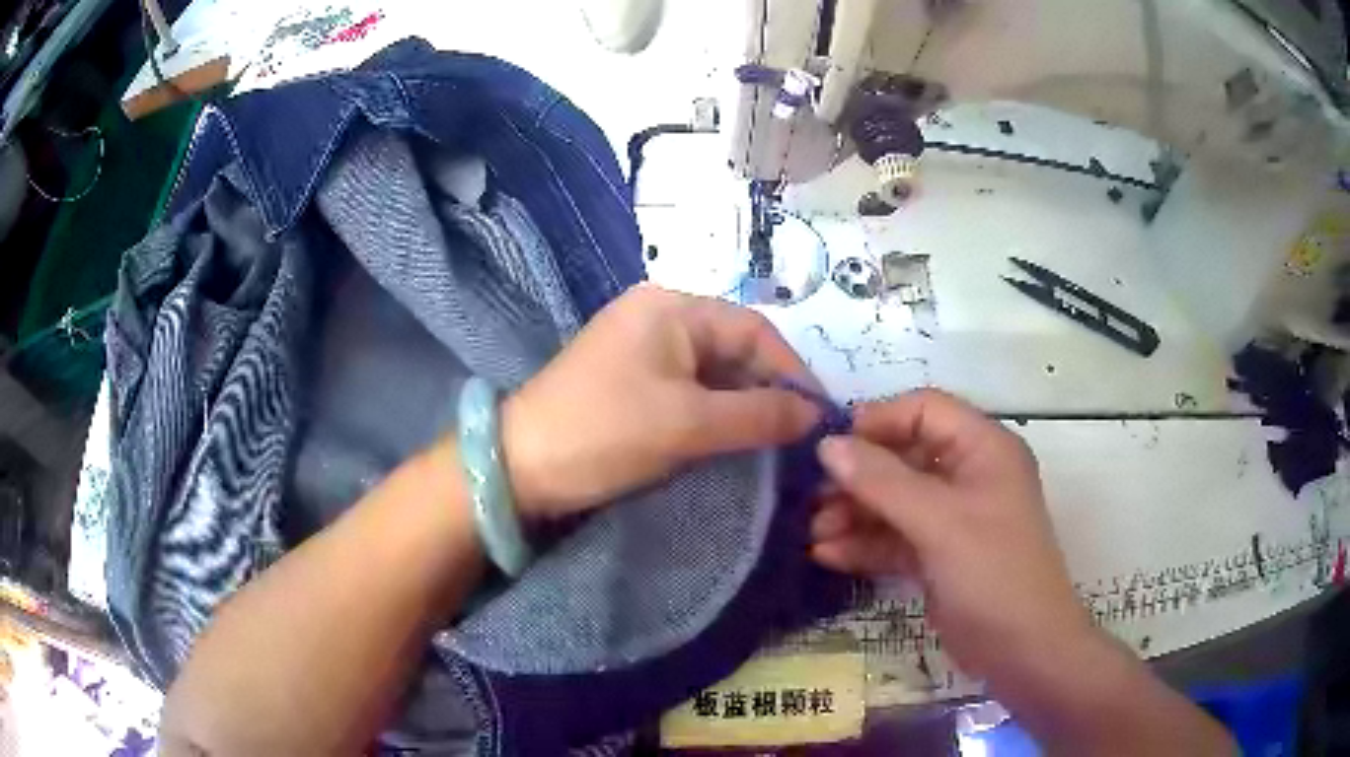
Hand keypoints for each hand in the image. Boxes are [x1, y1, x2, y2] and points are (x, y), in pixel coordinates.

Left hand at [501, 285, 821, 518]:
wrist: (520, 467)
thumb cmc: (605, 433)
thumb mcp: (688, 424)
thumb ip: (759, 415)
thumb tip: (816, 414)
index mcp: (672, 307)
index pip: (754, 329)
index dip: (793, 370)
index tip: (820, 414)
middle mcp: (659, 315)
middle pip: (735, 348)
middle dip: (769, 389)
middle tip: (799, 434)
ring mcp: (643, 347)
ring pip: (714, 371)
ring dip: (744, 404)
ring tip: (774, 441)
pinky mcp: (632, 379)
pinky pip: (689, 388)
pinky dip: (715, 412)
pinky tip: (734, 439)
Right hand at [810, 390, 1094, 681]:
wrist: (1022, 651)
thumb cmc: (993, 573)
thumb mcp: (939, 522)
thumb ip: (882, 481)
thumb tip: (827, 445)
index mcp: (983, 448)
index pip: (924, 410)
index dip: (877, 422)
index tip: (829, 448)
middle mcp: (969, 475)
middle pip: (904, 457)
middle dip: (858, 478)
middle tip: (812, 500)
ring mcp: (954, 518)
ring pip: (896, 501)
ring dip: (855, 514)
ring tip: (812, 534)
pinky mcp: (940, 555)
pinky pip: (897, 538)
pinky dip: (865, 544)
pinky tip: (827, 556)